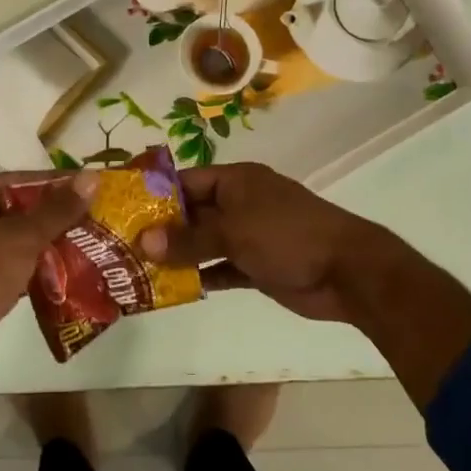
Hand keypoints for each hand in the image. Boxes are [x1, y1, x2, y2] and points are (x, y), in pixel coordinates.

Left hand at [0, 170, 94, 377]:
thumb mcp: (23, 236)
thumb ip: (58, 209)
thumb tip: (91, 177)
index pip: (17, 179)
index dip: (53, 182)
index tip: (87, 187)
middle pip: (17, 211)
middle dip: (54, 217)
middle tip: (92, 219)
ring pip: (14, 242)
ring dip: (46, 246)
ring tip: (86, 247)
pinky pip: (9, 269)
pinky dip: (33, 271)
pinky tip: (64, 277)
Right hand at [138, 162, 405, 323]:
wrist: (348, 271)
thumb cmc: (288, 235)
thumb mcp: (234, 232)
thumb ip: (189, 239)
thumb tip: (143, 241)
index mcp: (237, 181)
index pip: (188, 181)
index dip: (157, 193)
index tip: (124, 208)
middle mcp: (240, 204)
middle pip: (194, 213)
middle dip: (163, 229)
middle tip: (123, 244)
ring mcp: (250, 236)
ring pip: (205, 243)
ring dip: (179, 255)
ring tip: (139, 268)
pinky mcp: (258, 266)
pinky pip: (221, 268)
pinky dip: (201, 276)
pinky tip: (173, 289)